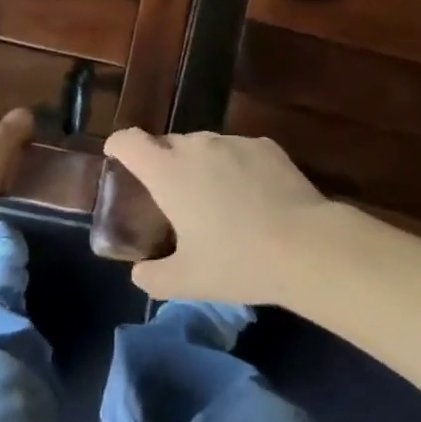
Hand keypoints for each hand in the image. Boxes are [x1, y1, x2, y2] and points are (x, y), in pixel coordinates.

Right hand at [101, 128, 331, 303]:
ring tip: (215, 199)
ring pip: (205, 146)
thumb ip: (154, 276)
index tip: (116, 157)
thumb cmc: (237, 261)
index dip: (119, 145)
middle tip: (171, 197)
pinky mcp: (265, 144)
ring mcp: (234, 141)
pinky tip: (251, 197)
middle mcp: (198, 146)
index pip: (130, 141)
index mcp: (169, 172)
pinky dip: (235, 167)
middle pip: (169, 143)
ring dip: (200, 165)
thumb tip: (139, 273)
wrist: (304, 244)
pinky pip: (238, 151)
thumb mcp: (188, 281)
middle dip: (163, 163)